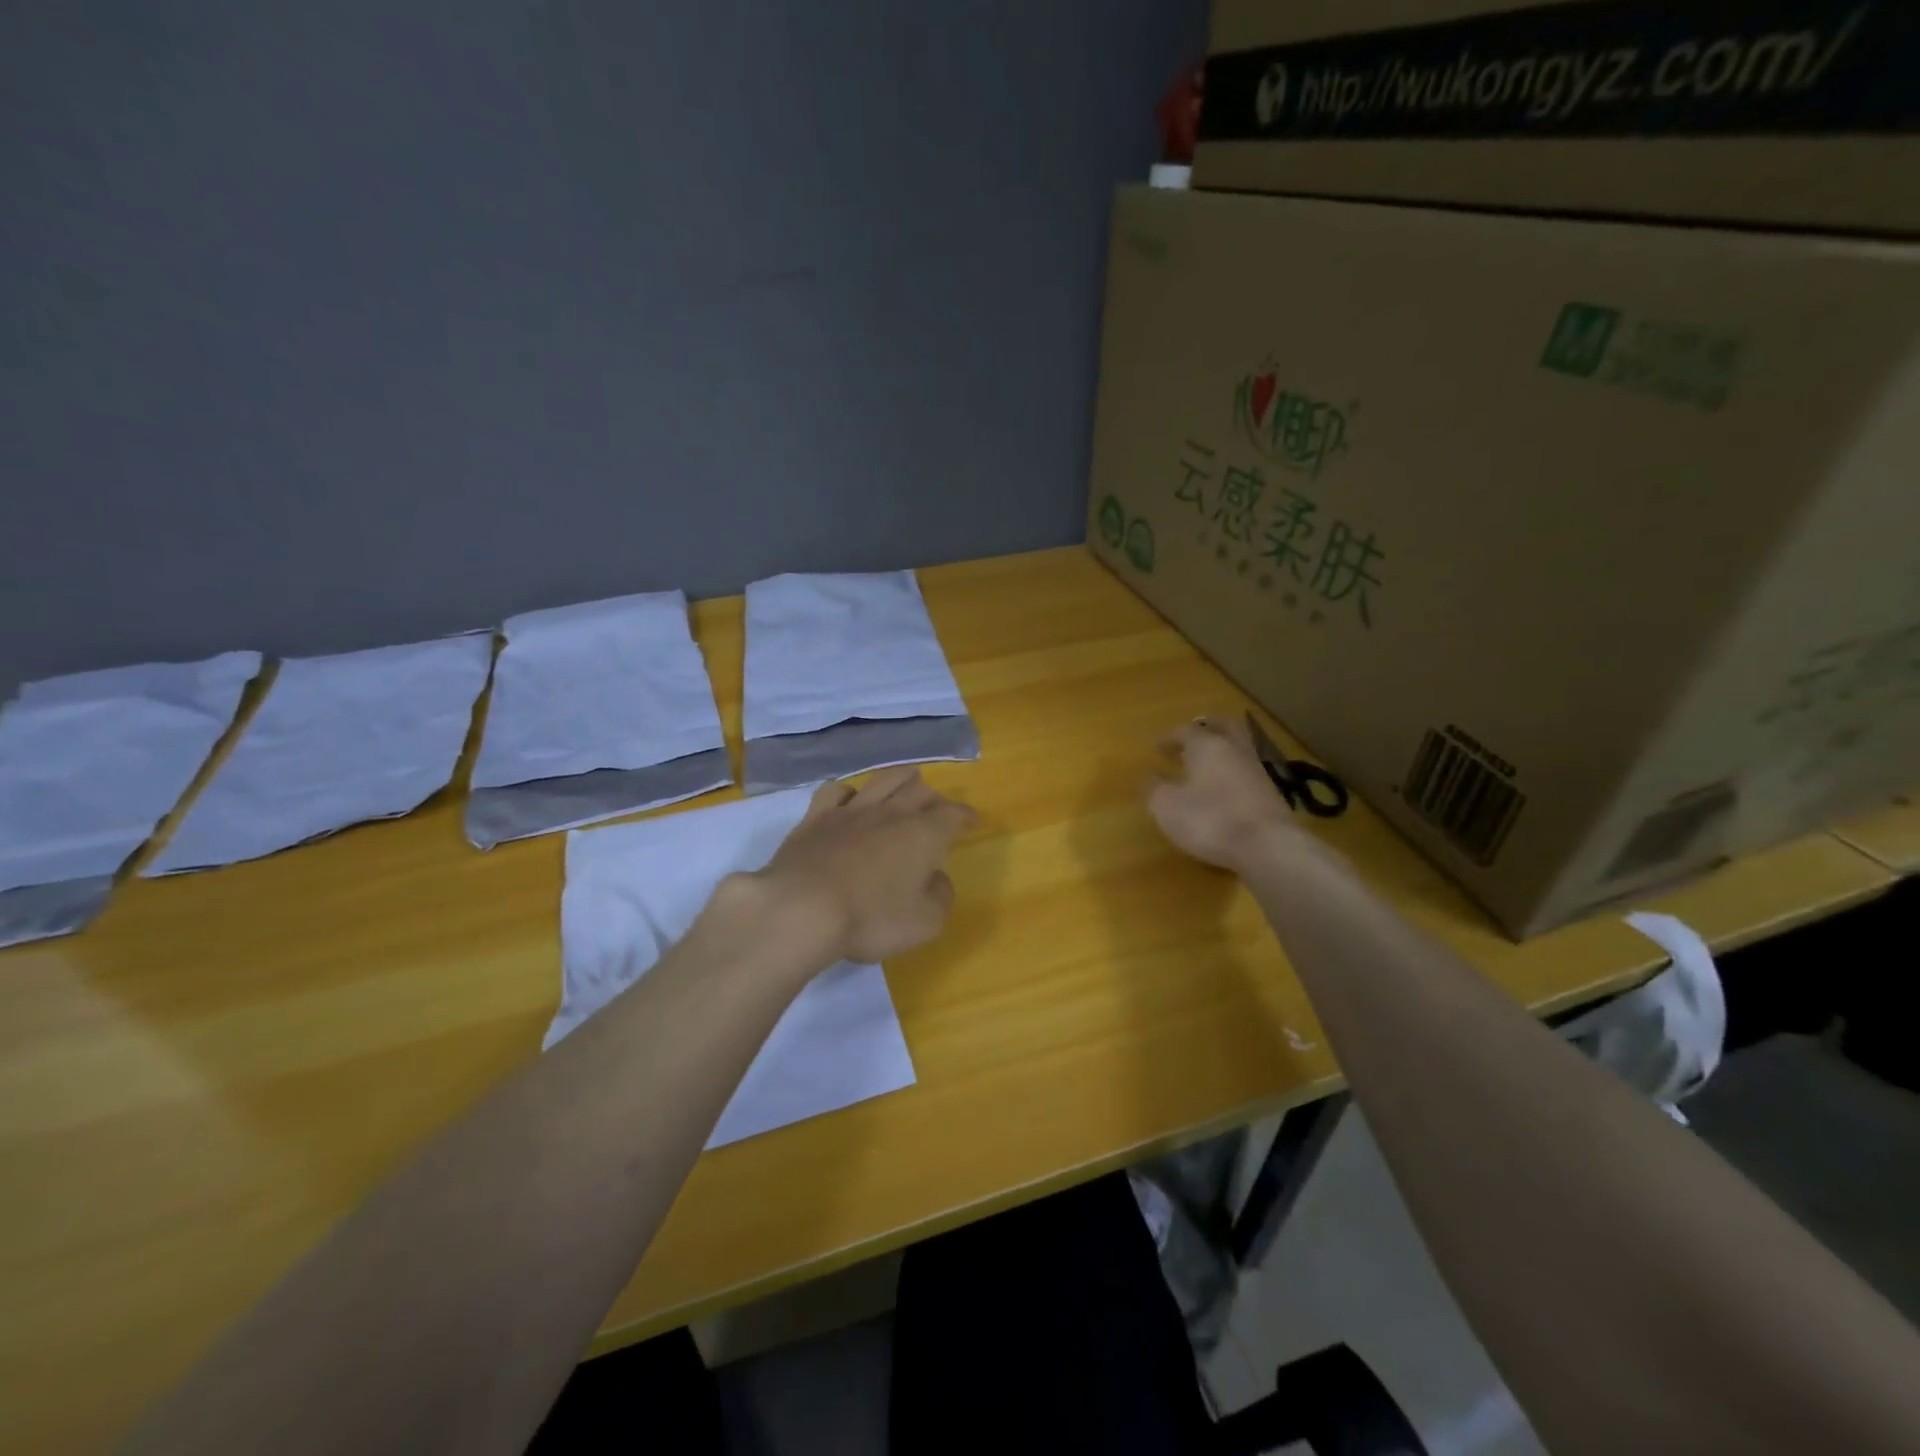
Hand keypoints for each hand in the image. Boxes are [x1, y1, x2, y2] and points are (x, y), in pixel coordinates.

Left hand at [749, 767, 976, 965]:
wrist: (803, 909)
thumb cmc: (871, 919)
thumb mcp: (924, 922)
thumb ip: (940, 897)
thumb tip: (937, 878)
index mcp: (923, 835)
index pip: (952, 814)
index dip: (965, 815)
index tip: (972, 820)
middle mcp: (891, 813)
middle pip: (919, 792)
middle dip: (934, 797)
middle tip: (938, 807)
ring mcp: (851, 811)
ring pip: (882, 781)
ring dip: (900, 778)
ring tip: (908, 778)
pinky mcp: (816, 817)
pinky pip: (835, 791)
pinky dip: (848, 791)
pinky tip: (850, 798)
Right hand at [1148, 715, 1300, 871]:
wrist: (1267, 846)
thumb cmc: (1209, 819)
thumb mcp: (1167, 806)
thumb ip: (1155, 788)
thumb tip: (1152, 777)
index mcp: (1207, 746)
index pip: (1186, 731)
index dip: (1170, 737)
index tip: (1158, 747)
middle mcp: (1235, 750)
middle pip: (1223, 727)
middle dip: (1207, 728)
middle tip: (1194, 734)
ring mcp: (1257, 771)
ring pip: (1239, 748)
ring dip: (1224, 750)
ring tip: (1209, 762)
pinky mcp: (1272, 793)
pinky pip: (1248, 771)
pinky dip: (1235, 772)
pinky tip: (1227, 786)